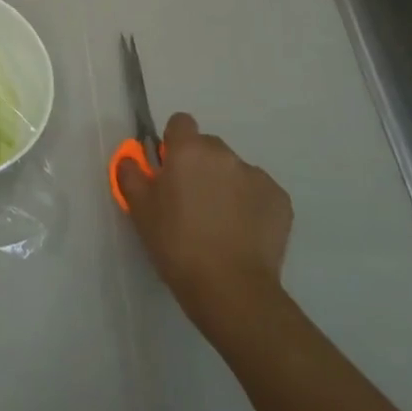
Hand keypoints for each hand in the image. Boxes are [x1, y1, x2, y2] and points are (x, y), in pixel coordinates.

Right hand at [117, 112, 292, 322]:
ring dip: (225, 184)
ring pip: (234, 170)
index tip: (168, 168)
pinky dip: (249, 204)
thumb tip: (132, 158)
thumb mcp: (139, 209)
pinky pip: (258, 192)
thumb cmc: (176, 243)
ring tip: (219, 222)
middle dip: (199, 165)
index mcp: (188, 150)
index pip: (181, 122)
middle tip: (190, 200)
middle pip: (208, 147)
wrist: (230, 288)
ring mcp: (256, 176)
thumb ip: (131, 174)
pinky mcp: (280, 200)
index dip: (173, 142)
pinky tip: (241, 232)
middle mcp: (224, 154)